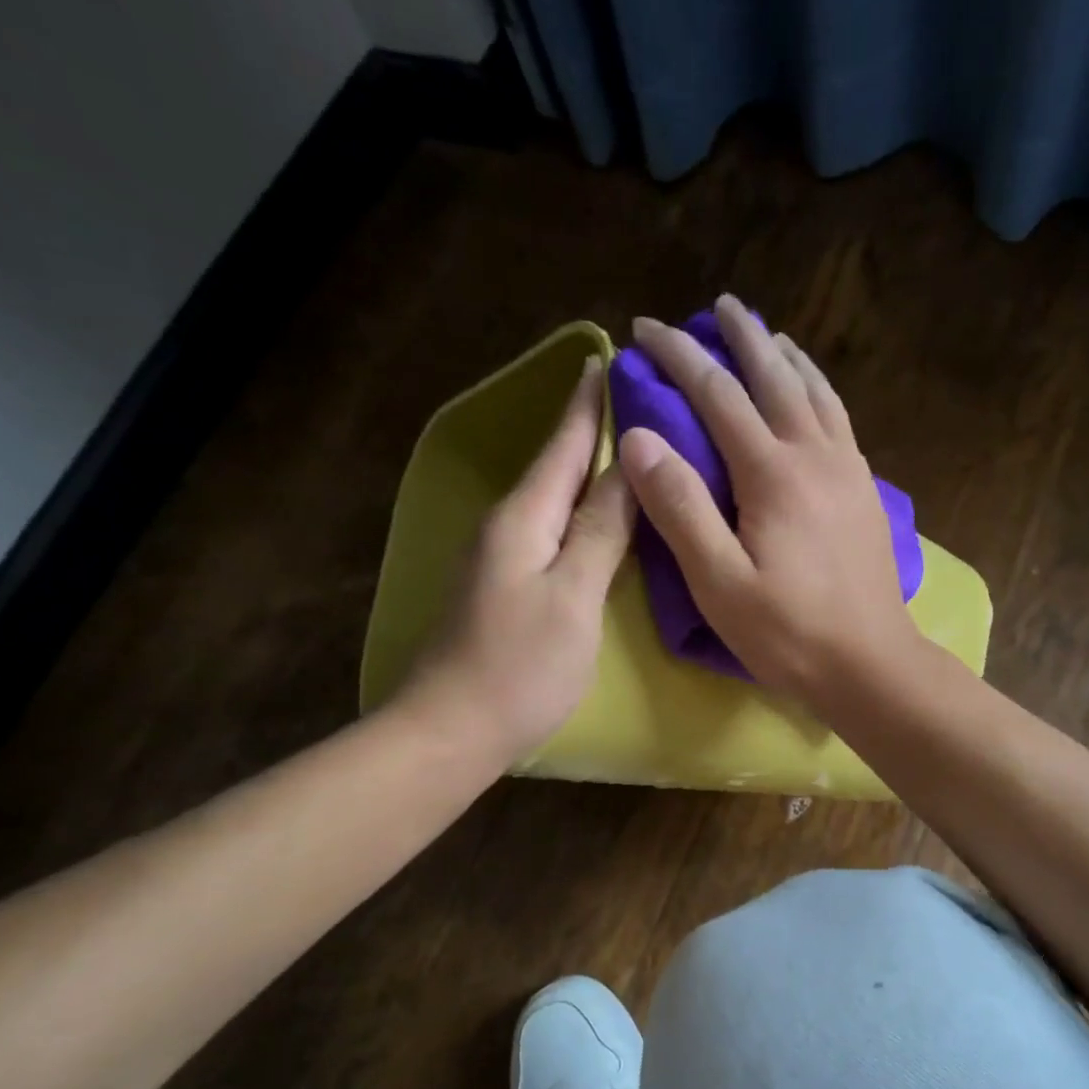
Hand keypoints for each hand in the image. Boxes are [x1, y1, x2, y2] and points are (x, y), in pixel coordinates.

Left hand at [398, 358, 633, 759]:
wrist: (453, 730)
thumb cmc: (521, 666)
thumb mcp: (573, 596)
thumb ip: (600, 530)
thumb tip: (629, 466)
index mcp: (523, 518)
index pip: (563, 446)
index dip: (588, 405)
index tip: (609, 359)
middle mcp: (506, 527)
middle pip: (554, 468)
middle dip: (589, 431)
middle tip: (634, 402)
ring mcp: (499, 559)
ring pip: (551, 501)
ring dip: (585, 473)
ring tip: (628, 453)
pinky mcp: (502, 588)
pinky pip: (547, 533)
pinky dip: (576, 515)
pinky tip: (597, 520)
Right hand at [617, 295, 924, 708]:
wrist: (870, 663)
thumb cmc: (788, 633)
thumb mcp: (719, 583)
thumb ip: (681, 509)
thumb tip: (641, 438)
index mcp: (772, 474)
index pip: (717, 394)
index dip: (678, 356)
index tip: (645, 329)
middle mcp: (814, 455)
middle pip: (775, 376)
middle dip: (741, 337)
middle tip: (717, 306)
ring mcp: (847, 470)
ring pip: (815, 391)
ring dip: (786, 356)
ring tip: (767, 333)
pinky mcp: (864, 491)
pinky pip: (839, 419)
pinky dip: (819, 389)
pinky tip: (812, 394)